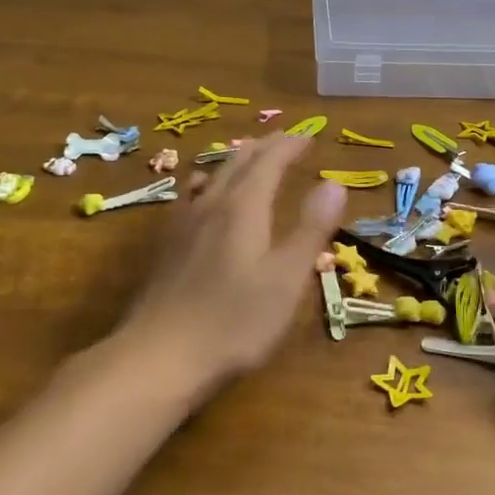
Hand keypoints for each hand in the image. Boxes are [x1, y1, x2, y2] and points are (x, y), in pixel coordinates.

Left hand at [110, 133, 345, 404]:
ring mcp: (183, 225)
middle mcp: (210, 205)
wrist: (159, 357)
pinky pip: (193, 196)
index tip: (309, 136)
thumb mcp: (286, 278)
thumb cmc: (234, 321)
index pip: (269, 161)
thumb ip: (310, 229)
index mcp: (243, 207)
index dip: (290, 145)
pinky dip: (212, 183)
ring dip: (237, 160)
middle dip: (265, 146)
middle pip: (238, 161)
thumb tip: (336, 183)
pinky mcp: (168, 247)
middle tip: (286, 140)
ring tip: (250, 158)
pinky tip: (203, 198)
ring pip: (212, 176)